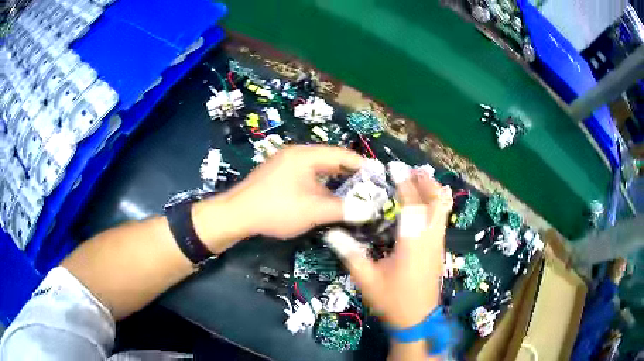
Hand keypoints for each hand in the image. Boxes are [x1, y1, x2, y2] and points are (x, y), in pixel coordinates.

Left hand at [221, 145, 363, 239]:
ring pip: (318, 169)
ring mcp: (285, 164)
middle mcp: (296, 154)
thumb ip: (344, 209)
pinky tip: (327, 198)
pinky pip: (307, 176)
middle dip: (350, 174)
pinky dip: (321, 185)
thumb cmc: (276, 209)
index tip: (379, 176)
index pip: (342, 154)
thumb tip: (370, 211)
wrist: (236, 215)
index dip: (363, 165)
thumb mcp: (313, 210)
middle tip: (369, 187)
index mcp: (306, 155)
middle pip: (331, 160)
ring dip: (335, 181)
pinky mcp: (278, 176)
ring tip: (353, 193)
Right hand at [326, 171, 452, 327]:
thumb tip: (332, 234)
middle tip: (412, 171)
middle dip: (427, 182)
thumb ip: (351, 255)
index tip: (395, 166)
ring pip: (442, 210)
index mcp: (413, 243)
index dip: (404, 183)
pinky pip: (441, 220)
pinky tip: (421, 206)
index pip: (412, 205)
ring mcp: (437, 245)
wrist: (416, 320)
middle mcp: (430, 239)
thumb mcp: (367, 280)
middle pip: (437, 202)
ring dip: (432, 192)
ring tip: (418, 181)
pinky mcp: (438, 251)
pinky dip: (434, 205)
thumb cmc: (392, 300)